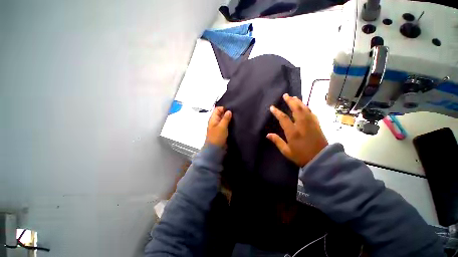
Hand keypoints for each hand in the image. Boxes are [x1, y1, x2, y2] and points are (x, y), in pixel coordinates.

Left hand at [206, 106, 231, 146]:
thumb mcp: (221, 126)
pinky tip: (234, 123)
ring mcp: (218, 126)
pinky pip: (225, 124)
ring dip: (229, 118)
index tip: (231, 109)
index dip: (223, 108)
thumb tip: (229, 111)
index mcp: (213, 119)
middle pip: (221, 114)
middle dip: (227, 113)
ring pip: (224, 119)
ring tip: (236, 117)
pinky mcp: (222, 131)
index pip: (217, 109)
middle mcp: (215, 121)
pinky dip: (229, 123)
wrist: (215, 149)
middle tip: (235, 113)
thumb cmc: (217, 137)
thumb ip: (225, 118)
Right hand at [267, 94, 327, 166]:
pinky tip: (305, 106)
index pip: (283, 119)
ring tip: (294, 97)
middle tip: (285, 95)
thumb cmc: (301, 156)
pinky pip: (312, 113)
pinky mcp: (317, 125)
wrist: (321, 160)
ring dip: (299, 102)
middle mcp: (302, 125)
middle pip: (296, 109)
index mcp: (293, 132)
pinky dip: (307, 108)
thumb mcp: (286, 151)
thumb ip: (277, 141)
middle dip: (290, 101)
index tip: (272, 107)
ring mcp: (311, 124)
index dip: (277, 112)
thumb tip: (267, 134)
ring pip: (305, 109)